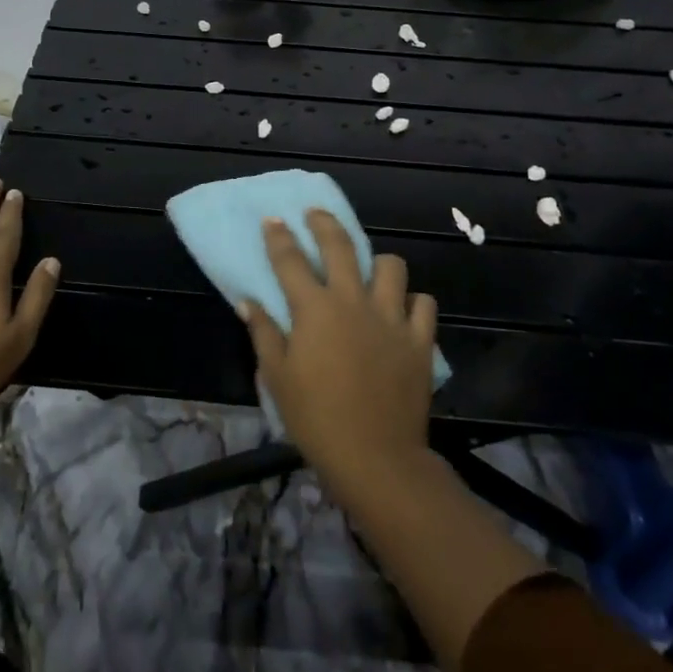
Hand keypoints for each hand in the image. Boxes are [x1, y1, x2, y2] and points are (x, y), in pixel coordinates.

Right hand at [241, 211, 437, 500]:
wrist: (374, 457)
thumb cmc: (315, 418)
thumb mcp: (276, 377)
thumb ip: (263, 332)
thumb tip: (248, 301)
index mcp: (315, 309)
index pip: (291, 260)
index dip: (279, 237)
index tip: (273, 220)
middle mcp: (354, 301)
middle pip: (341, 247)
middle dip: (325, 224)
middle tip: (316, 214)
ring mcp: (392, 318)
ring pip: (392, 267)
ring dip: (378, 264)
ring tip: (369, 272)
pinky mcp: (420, 340)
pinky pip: (423, 304)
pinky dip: (413, 302)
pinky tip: (402, 311)